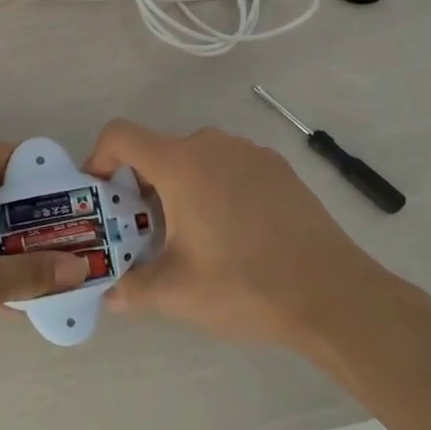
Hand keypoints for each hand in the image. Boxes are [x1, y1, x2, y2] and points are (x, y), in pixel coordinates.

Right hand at [87, 121, 387, 352]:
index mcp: (180, 163)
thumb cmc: (244, 285)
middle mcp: (212, 144)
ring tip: (192, 237)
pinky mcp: (277, 167)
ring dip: (179, 188)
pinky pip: (228, 166)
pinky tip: (234, 233)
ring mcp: (249, 152)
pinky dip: (214, 188)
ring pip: (195, 159)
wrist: (333, 293)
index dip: (98, 158)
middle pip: (158, 150)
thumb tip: (109, 294)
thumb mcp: (177, 292)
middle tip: (145, 232)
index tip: (100, 195)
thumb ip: (132, 287)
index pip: (120, 135)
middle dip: (141, 186)